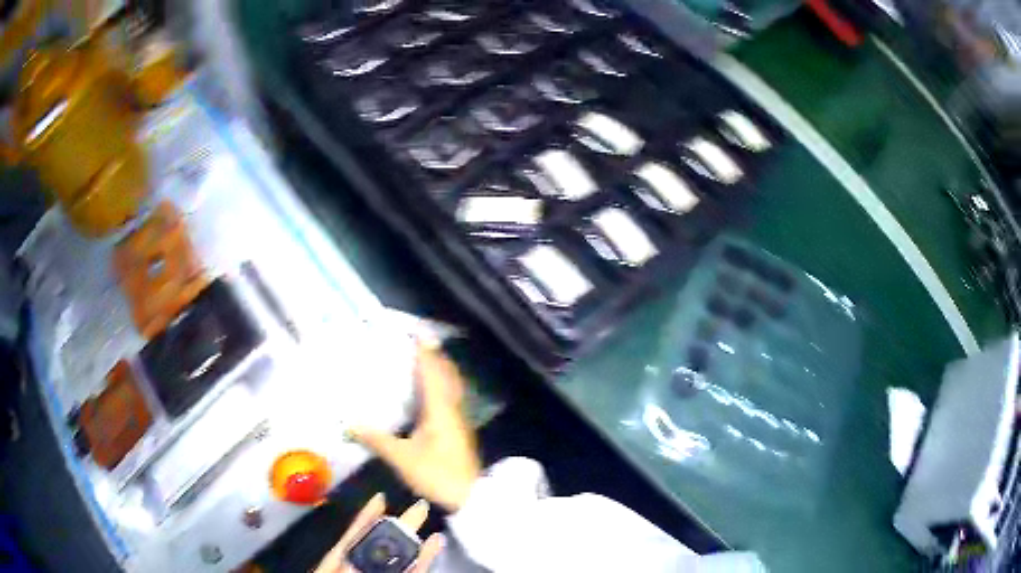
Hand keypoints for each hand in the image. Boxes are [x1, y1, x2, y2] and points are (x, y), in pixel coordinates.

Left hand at [314, 493, 443, 572]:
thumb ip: (347, 567)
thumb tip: (355, 561)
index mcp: (337, 565)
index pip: (350, 538)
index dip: (365, 519)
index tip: (380, 498)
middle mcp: (359, 568)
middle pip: (379, 546)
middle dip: (397, 526)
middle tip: (418, 506)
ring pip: (398, 559)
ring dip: (414, 542)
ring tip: (429, 523)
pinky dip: (424, 561)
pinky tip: (434, 545)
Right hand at [350, 344, 481, 511]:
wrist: (469, 496)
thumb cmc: (436, 474)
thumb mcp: (403, 458)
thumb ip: (377, 440)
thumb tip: (349, 424)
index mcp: (440, 409)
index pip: (432, 372)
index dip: (425, 351)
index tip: (417, 332)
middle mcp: (452, 409)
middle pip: (447, 375)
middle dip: (435, 356)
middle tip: (419, 341)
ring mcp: (459, 420)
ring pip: (451, 386)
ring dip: (440, 370)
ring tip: (424, 360)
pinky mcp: (459, 431)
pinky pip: (451, 398)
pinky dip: (441, 386)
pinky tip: (430, 394)